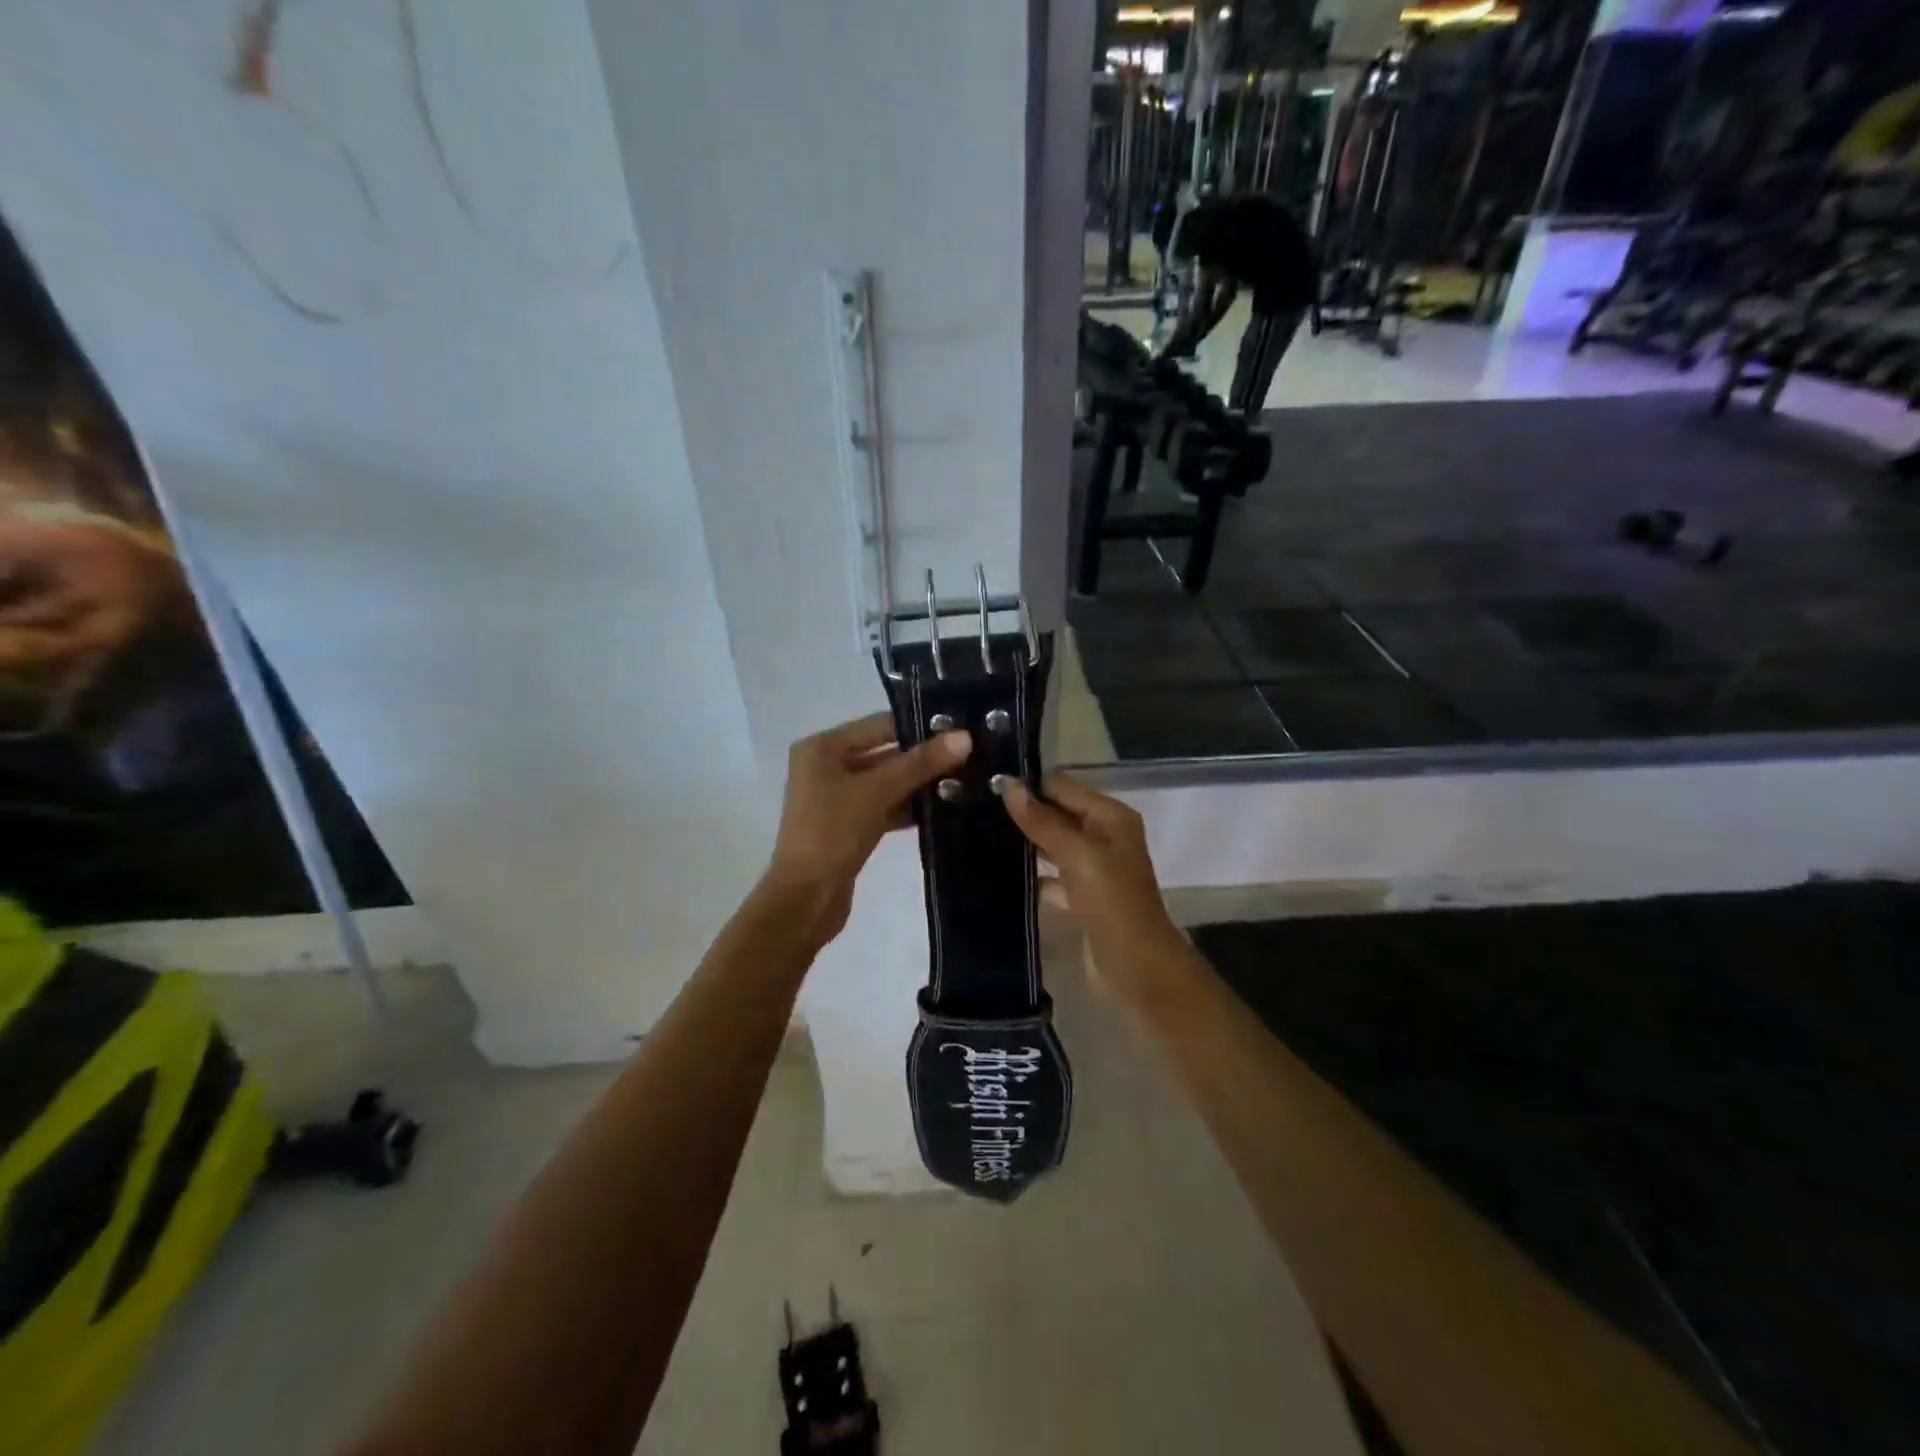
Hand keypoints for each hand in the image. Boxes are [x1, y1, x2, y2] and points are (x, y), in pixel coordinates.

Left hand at [763, 712, 970, 942]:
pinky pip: (884, 806)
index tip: (961, 728)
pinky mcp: (849, 825)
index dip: (919, 726)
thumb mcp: (877, 792)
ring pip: (886, 782)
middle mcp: (826, 766)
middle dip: (923, 758)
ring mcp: (837, 798)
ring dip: (919, 785)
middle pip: (884, 753)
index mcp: (822, 748)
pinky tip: (943, 809)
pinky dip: (909, 808)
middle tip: (970, 756)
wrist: (805, 899)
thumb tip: (964, 737)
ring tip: (965, 781)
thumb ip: (920, 764)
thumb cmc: (832, 833)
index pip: (879, 725)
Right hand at [1000, 772, 1188, 1003]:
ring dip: (1024, 842)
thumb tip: (1007, 784)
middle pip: (1058, 813)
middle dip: (1023, 812)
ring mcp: (1094, 868)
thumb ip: (1042, 821)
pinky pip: (1052, 876)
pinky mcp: (1083, 897)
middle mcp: (1104, 836)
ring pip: (1053, 844)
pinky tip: (1000, 874)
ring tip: (979, 834)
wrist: (1138, 968)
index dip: (1028, 785)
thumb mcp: (1078, 855)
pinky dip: (1032, 874)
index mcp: (1110, 817)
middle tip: (975, 809)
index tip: (986, 785)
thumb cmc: (1112, 903)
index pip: (1062, 786)